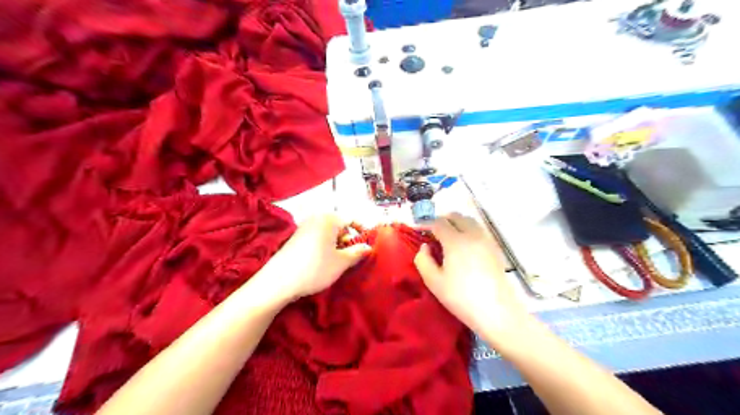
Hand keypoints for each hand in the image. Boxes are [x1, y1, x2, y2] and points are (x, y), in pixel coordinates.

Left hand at [258, 214, 369, 301]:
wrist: (279, 281)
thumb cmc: (315, 268)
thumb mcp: (341, 262)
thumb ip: (357, 252)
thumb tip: (368, 247)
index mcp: (329, 219)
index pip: (351, 218)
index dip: (361, 230)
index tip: (367, 244)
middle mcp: (316, 218)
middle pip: (339, 224)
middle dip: (348, 239)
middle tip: (351, 256)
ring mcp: (304, 227)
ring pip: (328, 232)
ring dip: (337, 244)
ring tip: (338, 261)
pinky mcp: (296, 237)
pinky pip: (317, 236)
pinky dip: (325, 245)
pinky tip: (323, 261)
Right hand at [413, 214, 529, 337]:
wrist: (497, 312)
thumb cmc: (461, 298)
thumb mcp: (434, 282)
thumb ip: (423, 260)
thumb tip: (424, 246)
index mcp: (456, 241)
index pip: (438, 223)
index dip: (426, 223)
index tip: (418, 228)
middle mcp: (472, 234)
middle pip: (456, 216)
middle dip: (442, 219)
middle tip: (432, 231)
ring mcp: (486, 240)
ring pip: (470, 221)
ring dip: (456, 223)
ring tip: (448, 236)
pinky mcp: (495, 249)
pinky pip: (479, 230)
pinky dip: (468, 230)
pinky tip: (464, 245)